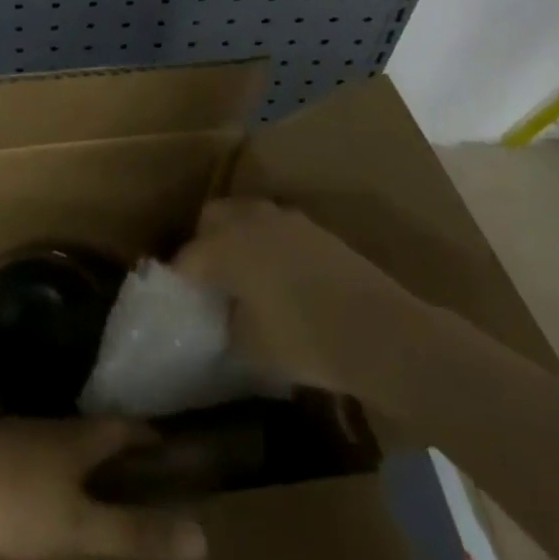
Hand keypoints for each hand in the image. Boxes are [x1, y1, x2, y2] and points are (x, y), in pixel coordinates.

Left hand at [0, 417, 207, 559]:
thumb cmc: (11, 498)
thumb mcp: (77, 526)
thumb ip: (135, 533)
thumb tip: (204, 538)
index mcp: (81, 436)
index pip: (128, 428)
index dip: (152, 439)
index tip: (174, 453)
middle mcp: (54, 425)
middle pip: (97, 432)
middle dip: (121, 452)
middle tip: (143, 480)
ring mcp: (19, 433)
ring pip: (64, 442)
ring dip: (86, 461)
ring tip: (99, 490)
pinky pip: (36, 455)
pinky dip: (54, 470)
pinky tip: (44, 494)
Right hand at [175, 198, 414, 396]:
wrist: (379, 331)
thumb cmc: (306, 341)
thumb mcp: (251, 345)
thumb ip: (227, 323)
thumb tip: (224, 313)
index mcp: (225, 247)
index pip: (187, 258)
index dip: (179, 279)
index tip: (181, 300)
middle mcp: (249, 222)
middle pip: (212, 217)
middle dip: (204, 241)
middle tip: (209, 278)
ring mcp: (285, 219)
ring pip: (245, 214)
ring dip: (236, 235)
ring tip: (242, 272)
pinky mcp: (313, 227)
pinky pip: (274, 225)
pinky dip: (266, 241)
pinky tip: (277, 273)